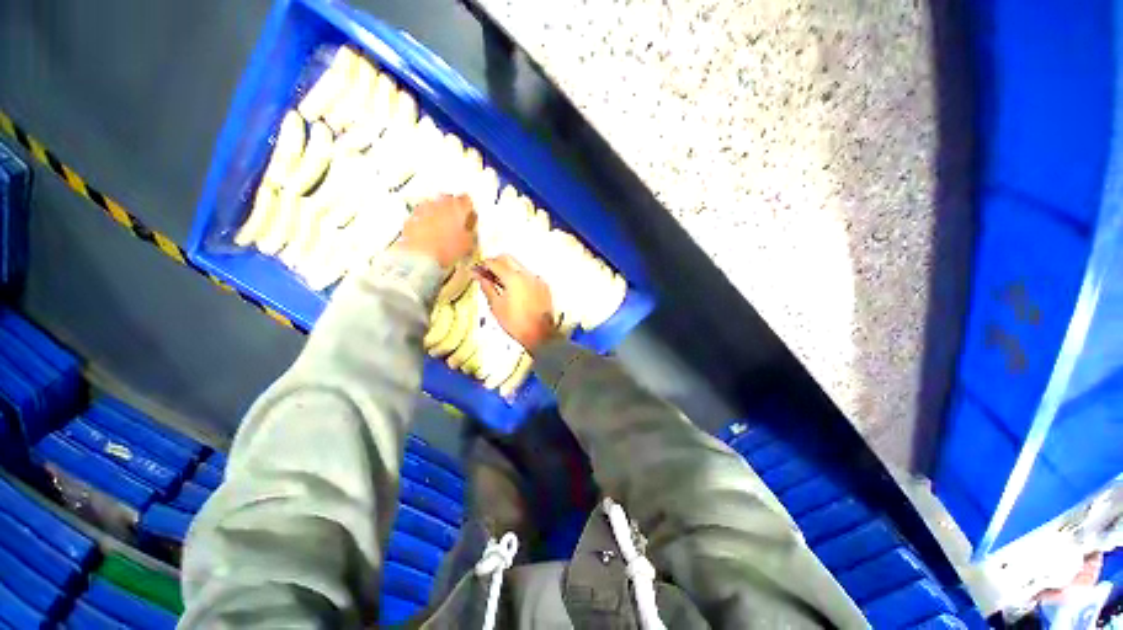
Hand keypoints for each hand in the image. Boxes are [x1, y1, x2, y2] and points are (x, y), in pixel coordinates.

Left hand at [396, 194, 476, 267]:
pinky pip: (422, 214)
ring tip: (442, 229)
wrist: (419, 256)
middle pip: (449, 199)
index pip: (467, 200)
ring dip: (439, 213)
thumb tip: (469, 230)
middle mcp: (440, 203)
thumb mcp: (468, 244)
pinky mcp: (411, 216)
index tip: (470, 219)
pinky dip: (427, 220)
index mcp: (457, 207)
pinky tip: (430, 233)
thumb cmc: (448, 249)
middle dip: (453, 209)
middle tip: (457, 223)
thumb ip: (471, 232)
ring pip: (434, 205)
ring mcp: (424, 208)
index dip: (469, 210)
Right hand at [475, 255, 556, 351]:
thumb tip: (479, 276)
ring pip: (520, 266)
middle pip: (508, 259)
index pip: (495, 262)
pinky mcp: (544, 286)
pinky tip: (516, 291)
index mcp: (513, 278)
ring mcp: (537, 279)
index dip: (483, 264)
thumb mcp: (496, 306)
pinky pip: (530, 276)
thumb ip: (487, 287)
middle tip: (487, 274)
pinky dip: (520, 278)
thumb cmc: (516, 323)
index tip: (477, 270)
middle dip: (496, 263)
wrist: (540, 334)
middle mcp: (527, 274)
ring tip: (501, 284)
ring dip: (509, 270)